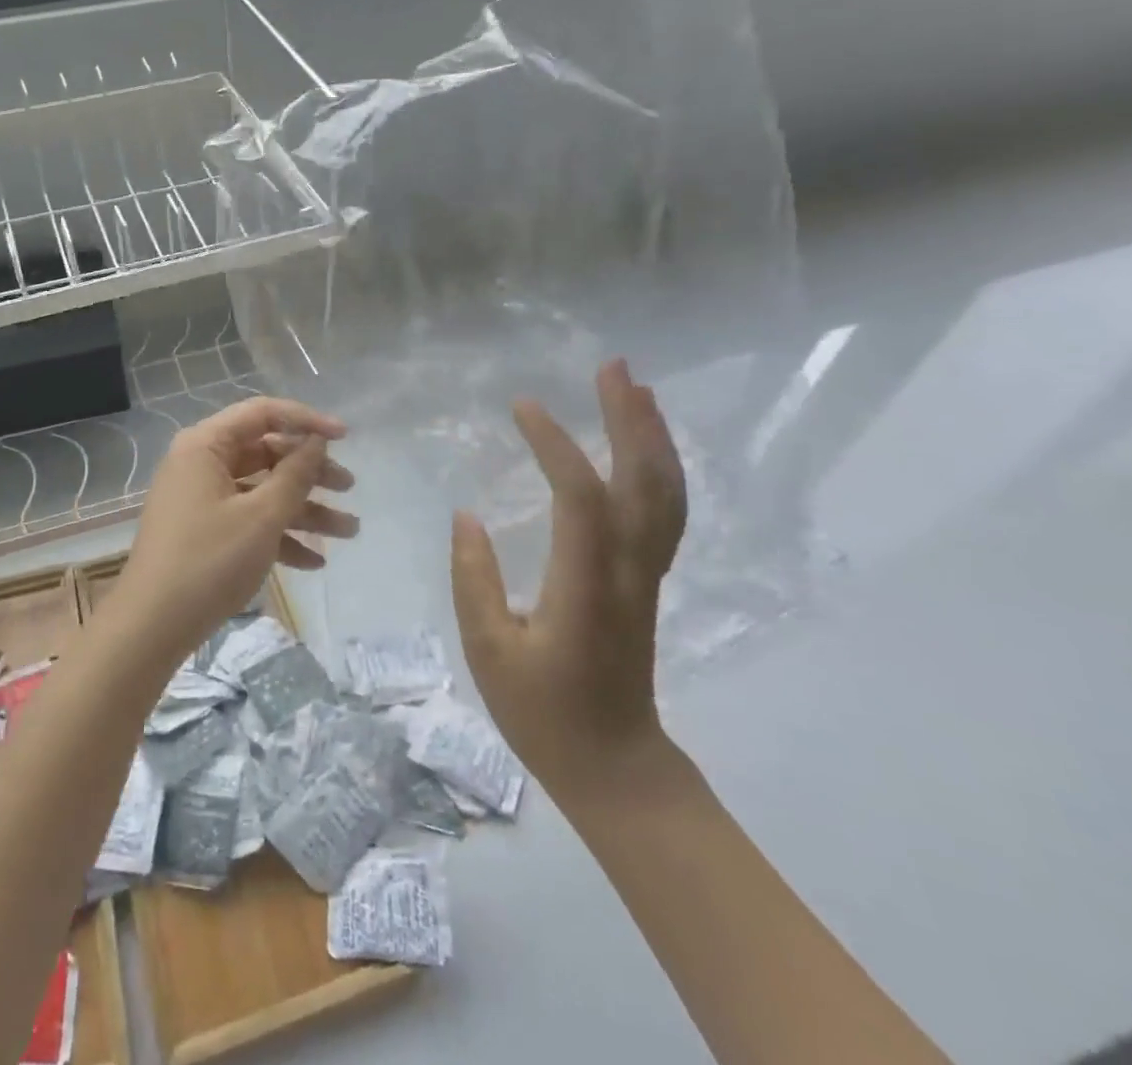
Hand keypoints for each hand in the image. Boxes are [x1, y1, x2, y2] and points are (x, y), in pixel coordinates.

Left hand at [115, 397, 356, 666]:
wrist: (152, 625)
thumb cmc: (210, 560)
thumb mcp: (262, 516)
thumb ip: (295, 474)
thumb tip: (315, 440)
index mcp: (206, 445)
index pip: (262, 413)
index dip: (307, 420)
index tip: (346, 437)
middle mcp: (200, 463)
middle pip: (265, 452)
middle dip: (310, 471)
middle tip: (349, 487)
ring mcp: (200, 498)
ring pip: (261, 490)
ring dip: (304, 509)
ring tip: (349, 531)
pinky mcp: (203, 531)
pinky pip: (247, 520)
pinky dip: (279, 535)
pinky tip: (315, 562)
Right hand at [450, 359, 688, 812]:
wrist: (615, 764)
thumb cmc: (543, 712)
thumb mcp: (489, 650)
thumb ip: (475, 578)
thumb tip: (467, 514)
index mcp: (583, 584)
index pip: (578, 496)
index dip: (554, 444)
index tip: (522, 407)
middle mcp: (626, 569)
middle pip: (643, 482)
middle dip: (629, 420)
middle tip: (614, 367)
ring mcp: (645, 574)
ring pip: (664, 494)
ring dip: (653, 437)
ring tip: (635, 389)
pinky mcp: (646, 580)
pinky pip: (664, 513)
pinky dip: (659, 469)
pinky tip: (643, 447)